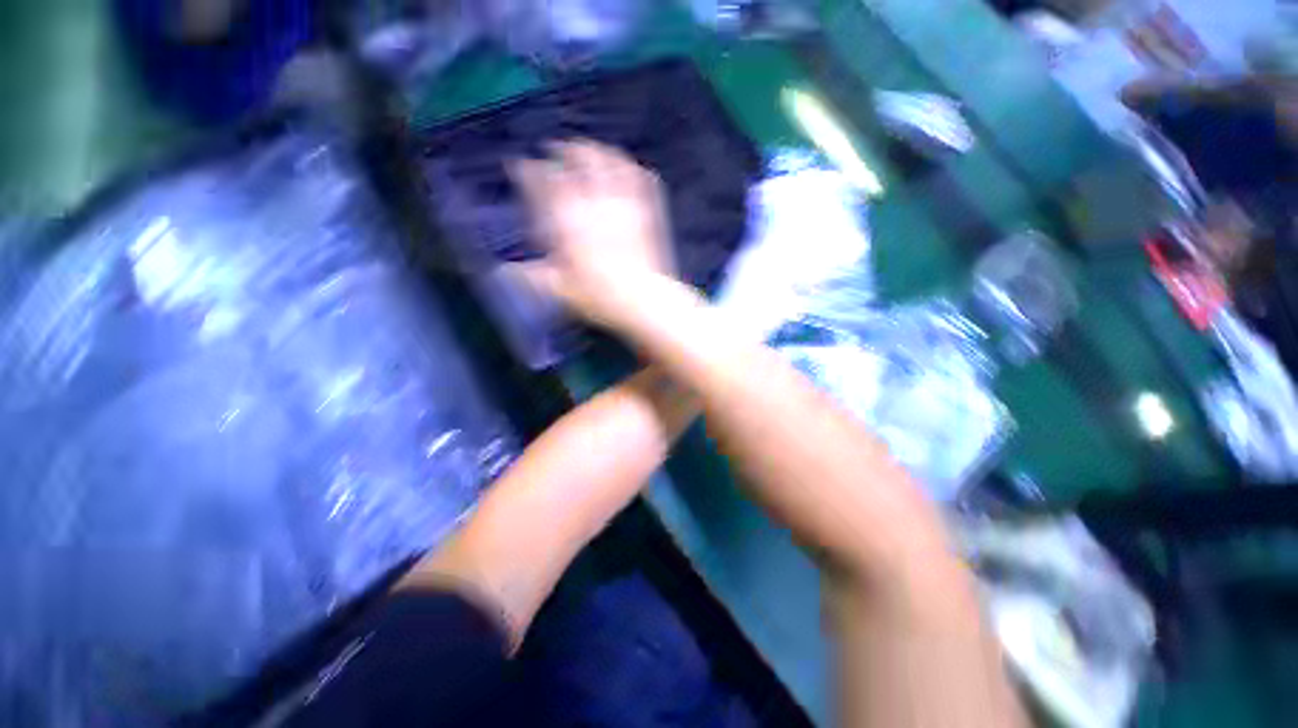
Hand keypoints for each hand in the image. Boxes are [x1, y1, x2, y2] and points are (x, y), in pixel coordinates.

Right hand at [507, 140, 676, 328]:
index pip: (542, 180)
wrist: (642, 299)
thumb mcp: (559, 289)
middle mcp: (593, 202)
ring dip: (597, 150)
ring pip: (610, 160)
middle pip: (578, 157)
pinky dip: (632, 168)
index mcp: (567, 219)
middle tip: (555, 149)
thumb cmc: (598, 296)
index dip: (527, 169)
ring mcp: (623, 204)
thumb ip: (532, 276)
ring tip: (590, 150)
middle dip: (564, 148)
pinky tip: (629, 166)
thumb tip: (504, 271)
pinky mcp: (647, 212)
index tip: (519, 165)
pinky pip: (641, 179)